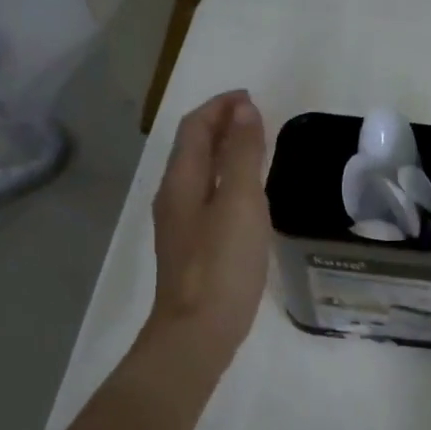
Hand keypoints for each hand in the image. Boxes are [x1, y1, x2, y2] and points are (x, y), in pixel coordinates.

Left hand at [145, 90, 270, 365]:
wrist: (198, 332)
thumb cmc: (222, 265)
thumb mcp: (241, 203)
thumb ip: (243, 155)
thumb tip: (243, 109)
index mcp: (182, 181)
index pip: (195, 128)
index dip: (219, 107)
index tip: (250, 97)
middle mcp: (174, 198)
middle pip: (193, 149)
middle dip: (220, 126)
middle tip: (256, 119)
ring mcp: (181, 226)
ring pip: (200, 175)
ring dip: (224, 154)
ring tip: (255, 150)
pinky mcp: (193, 249)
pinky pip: (208, 199)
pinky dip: (227, 183)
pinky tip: (247, 199)